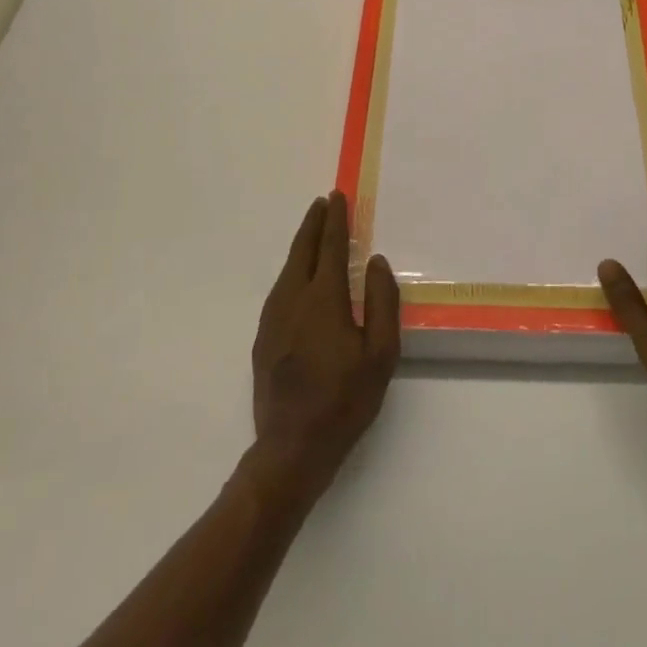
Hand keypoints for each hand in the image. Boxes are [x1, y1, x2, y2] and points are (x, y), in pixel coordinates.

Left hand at [250, 192, 398, 502]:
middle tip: (323, 202)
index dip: (335, 221)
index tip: (338, 197)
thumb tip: (376, 263)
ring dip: (302, 244)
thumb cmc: (345, 400)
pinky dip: (292, 270)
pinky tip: (298, 276)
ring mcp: (273, 319)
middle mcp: (294, 300)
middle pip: (303, 251)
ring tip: (313, 230)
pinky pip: (280, 289)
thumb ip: (382, 302)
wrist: (291, 448)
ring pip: (288, 269)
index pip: (330, 248)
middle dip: (314, 224)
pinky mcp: (263, 338)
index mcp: (324, 300)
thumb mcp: (380, 353)